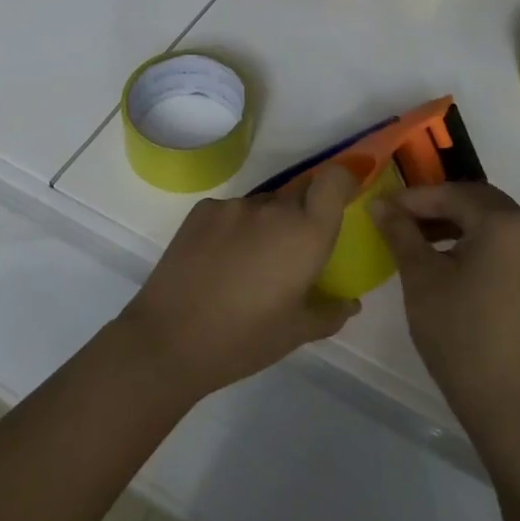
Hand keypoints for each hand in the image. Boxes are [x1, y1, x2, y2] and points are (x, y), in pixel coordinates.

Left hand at [116, 164, 360, 401]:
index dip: (343, 180)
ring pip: (264, 205)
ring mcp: (234, 205)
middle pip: (299, 193)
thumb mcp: (296, 333)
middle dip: (302, 215)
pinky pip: (232, 211)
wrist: (168, 340)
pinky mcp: (202, 209)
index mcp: (305, 233)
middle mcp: (273, 208)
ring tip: (248, 265)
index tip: (342, 199)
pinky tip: (219, 262)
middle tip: (290, 254)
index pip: (334, 179)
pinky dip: (234, 229)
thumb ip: (330, 312)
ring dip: (266, 224)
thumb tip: (351, 302)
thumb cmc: (244, 340)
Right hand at [370, 182, 519, 438]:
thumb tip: (379, 203)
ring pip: (490, 223)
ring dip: (454, 224)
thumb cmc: (461, 334)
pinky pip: (503, 246)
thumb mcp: (421, 278)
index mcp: (504, 222)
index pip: (451, 194)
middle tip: (398, 220)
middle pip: (475, 202)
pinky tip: (447, 263)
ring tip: (417, 241)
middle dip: (435, 207)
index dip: (413, 199)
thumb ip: (400, 232)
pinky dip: (474, 244)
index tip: (381, 208)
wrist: (512, 407)